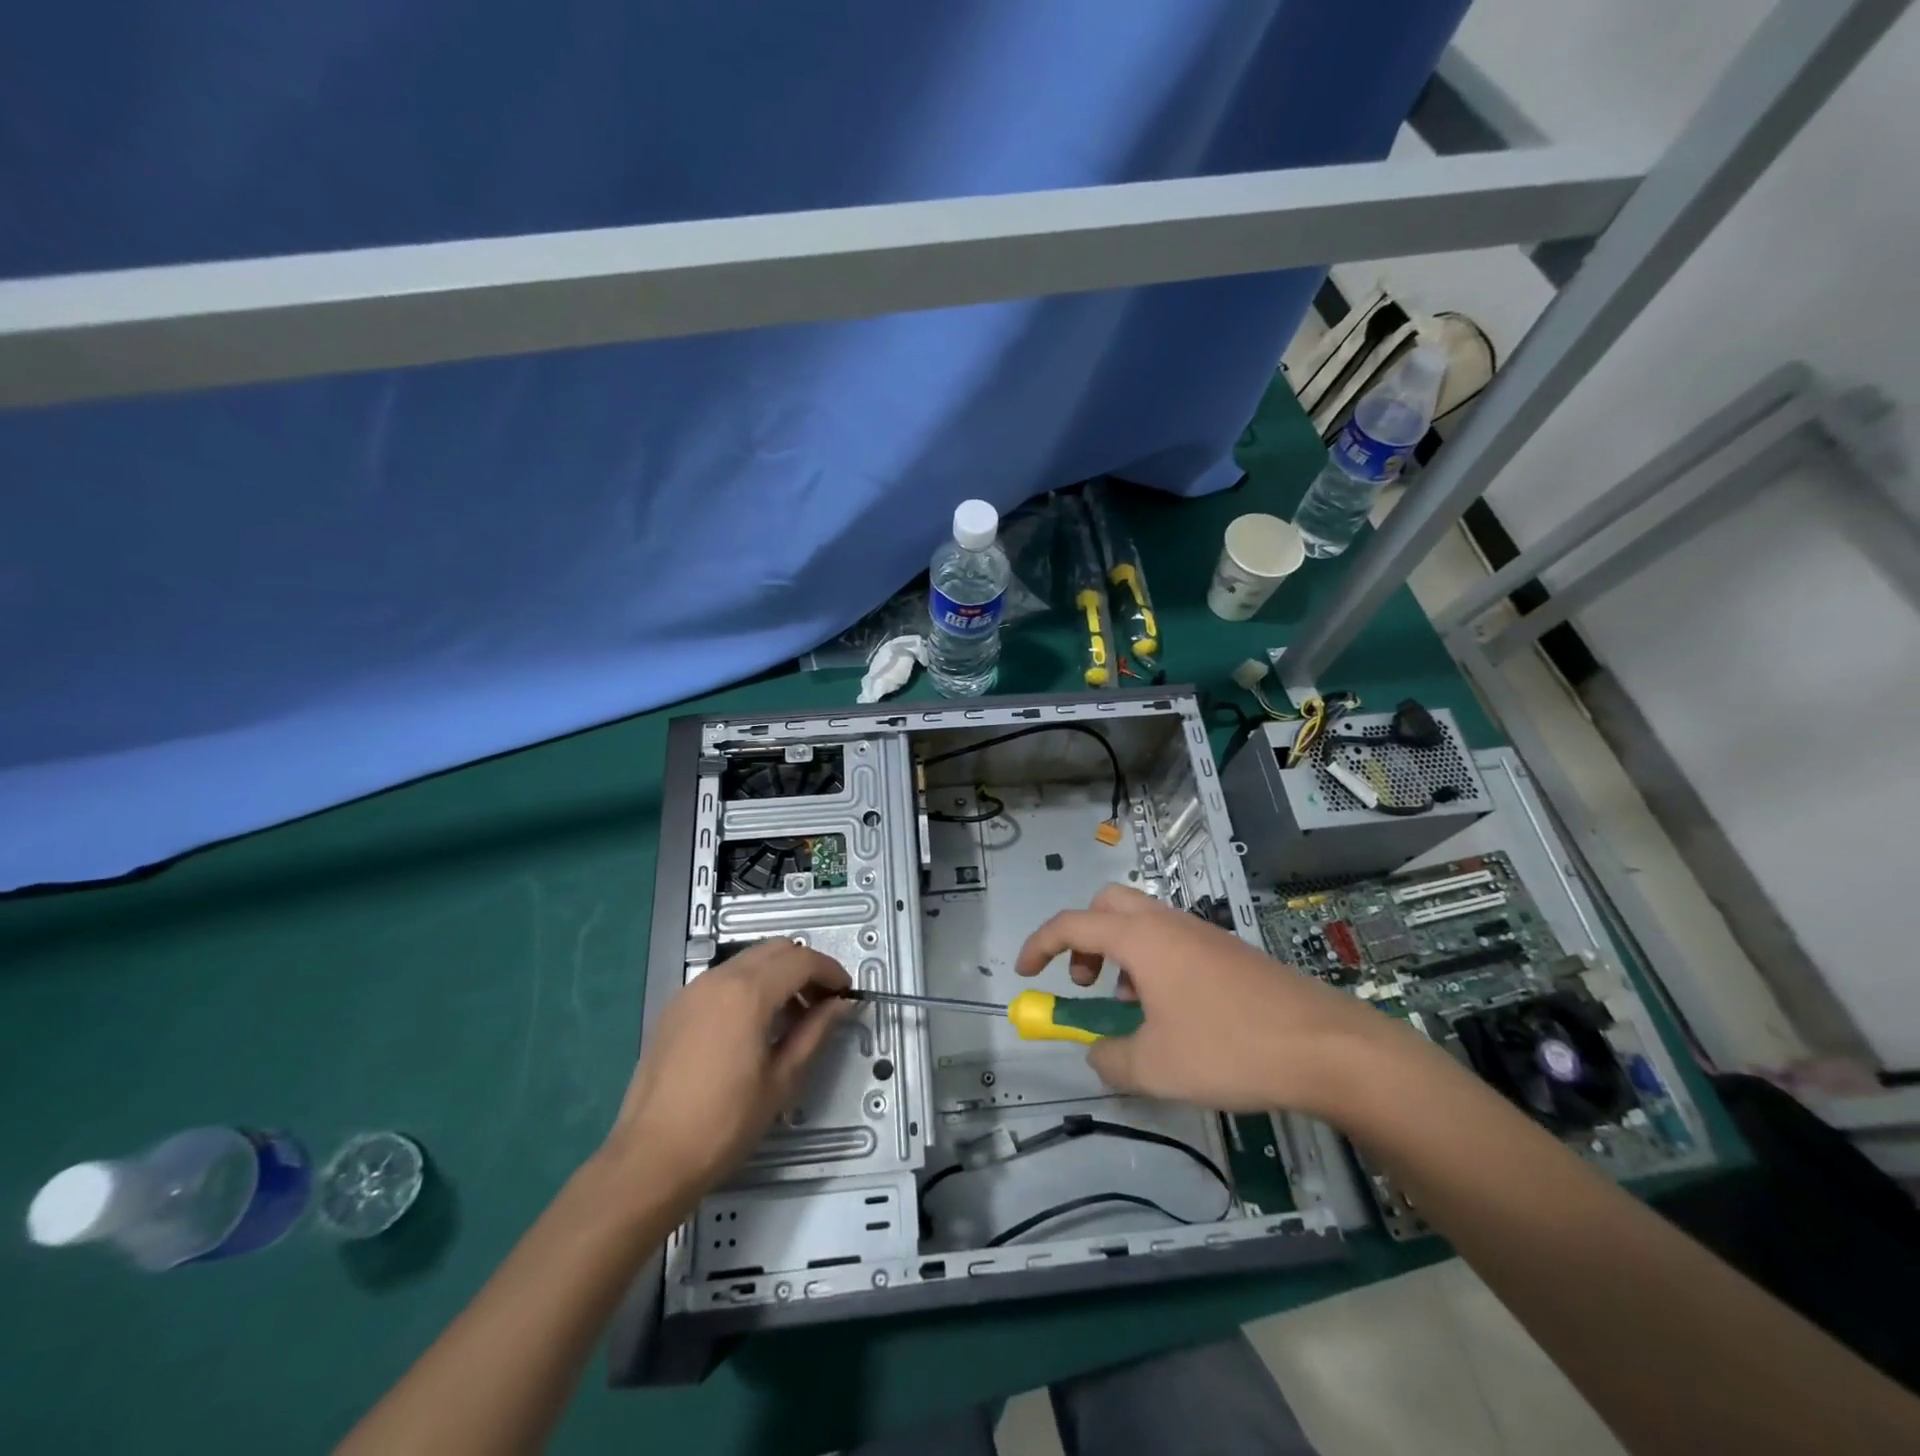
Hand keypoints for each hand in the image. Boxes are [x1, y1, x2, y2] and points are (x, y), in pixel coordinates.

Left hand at [607, 940, 850, 1194]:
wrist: (651, 1158)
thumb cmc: (725, 1123)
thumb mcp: (782, 1080)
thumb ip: (815, 1032)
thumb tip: (840, 1004)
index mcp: (748, 993)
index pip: (801, 960)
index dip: (830, 971)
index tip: (845, 995)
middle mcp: (718, 979)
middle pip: (774, 950)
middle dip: (804, 968)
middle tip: (821, 1003)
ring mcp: (692, 990)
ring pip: (747, 961)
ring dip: (776, 975)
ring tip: (789, 1017)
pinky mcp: (675, 1007)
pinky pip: (722, 979)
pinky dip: (747, 986)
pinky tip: (752, 1026)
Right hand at [1014, 883, 1415, 1118]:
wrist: (1326, 1046)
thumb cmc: (1229, 1048)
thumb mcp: (1155, 1067)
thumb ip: (1110, 1058)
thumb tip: (1096, 1051)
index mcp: (1141, 938)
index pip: (1072, 924)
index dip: (1039, 944)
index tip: (1023, 972)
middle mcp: (1168, 923)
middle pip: (1107, 905)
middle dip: (1083, 937)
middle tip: (1084, 981)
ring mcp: (1202, 934)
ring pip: (1143, 923)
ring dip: (1119, 953)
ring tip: (1129, 1007)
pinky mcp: (1228, 952)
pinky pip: (1172, 942)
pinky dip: (1152, 964)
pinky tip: (1173, 1014)